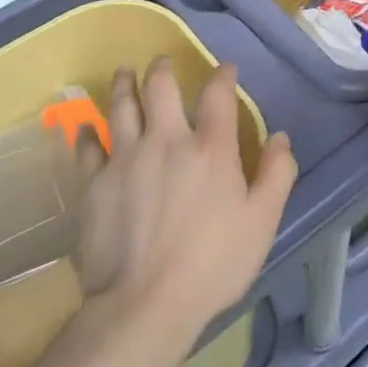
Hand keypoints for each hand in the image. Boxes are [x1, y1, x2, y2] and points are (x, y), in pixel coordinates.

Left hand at [74, 59, 295, 347]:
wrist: (144, 305)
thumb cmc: (213, 263)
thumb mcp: (262, 222)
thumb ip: (277, 174)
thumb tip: (281, 137)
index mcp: (210, 148)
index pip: (218, 95)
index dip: (223, 75)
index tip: (226, 68)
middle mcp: (167, 140)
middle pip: (161, 88)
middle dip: (163, 69)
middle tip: (161, 61)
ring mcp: (126, 158)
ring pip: (121, 106)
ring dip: (124, 84)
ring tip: (124, 72)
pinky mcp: (95, 184)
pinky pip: (87, 147)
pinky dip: (88, 132)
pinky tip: (86, 126)